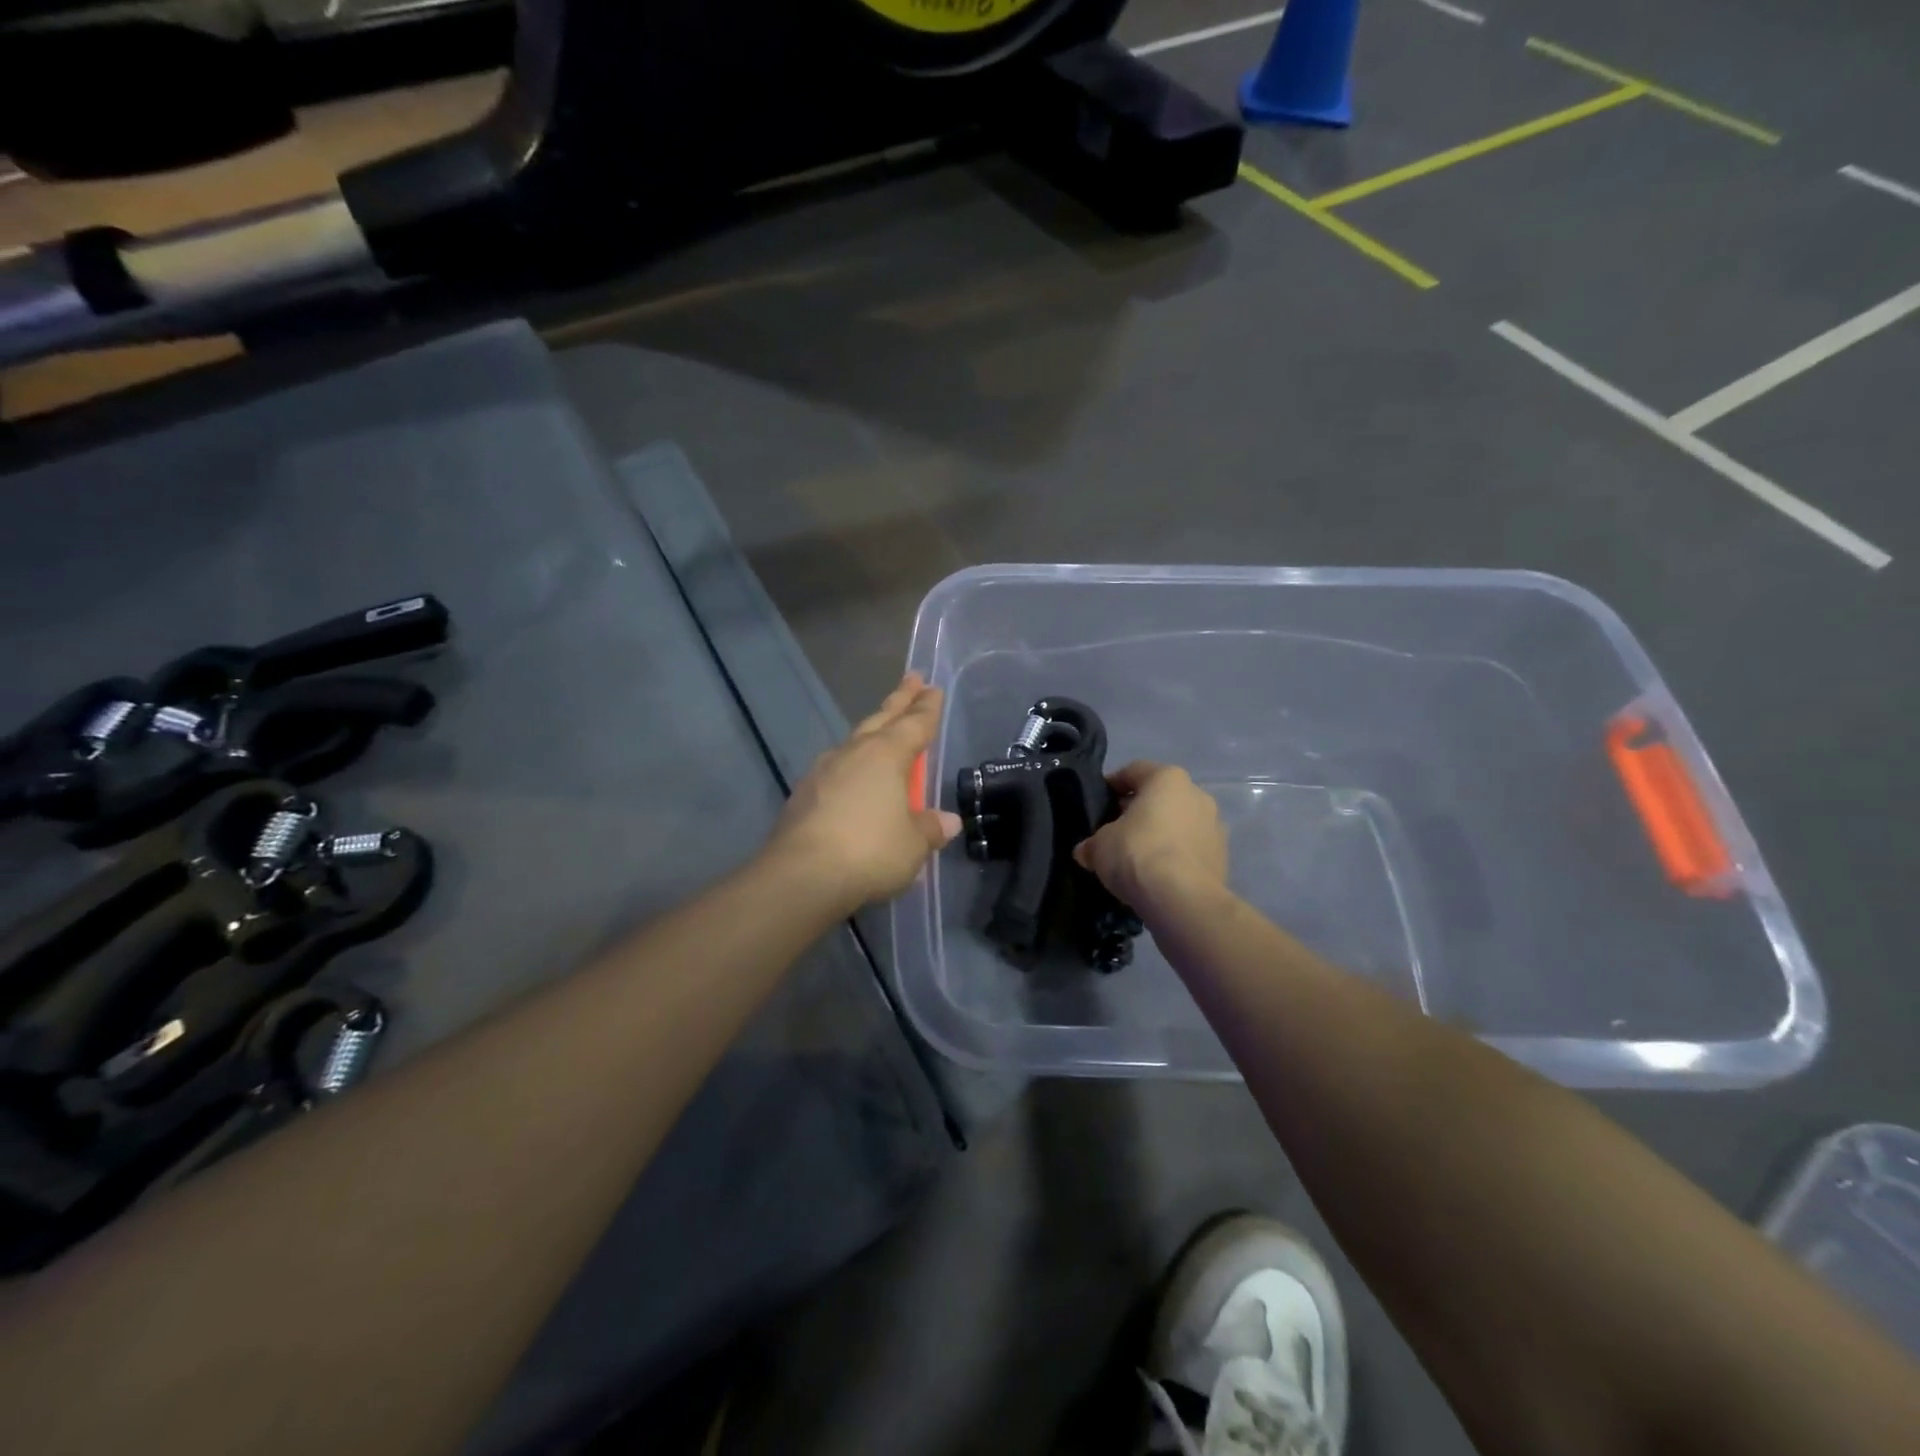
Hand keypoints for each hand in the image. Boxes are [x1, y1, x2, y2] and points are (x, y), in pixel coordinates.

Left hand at [768, 674, 961, 909]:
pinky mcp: (803, 794)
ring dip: (871, 731)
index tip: (933, 688)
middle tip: (912, 680)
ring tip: (881, 729)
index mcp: (886, 755)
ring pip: (854, 741)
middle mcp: (854, 753)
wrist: (801, 875)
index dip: (927, 707)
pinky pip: (836, 770)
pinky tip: (850, 777)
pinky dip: (851, 766)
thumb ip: (930, 828)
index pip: (915, 724)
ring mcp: (823, 771)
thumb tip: (947, 821)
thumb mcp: (913, 844)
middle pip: (882, 719)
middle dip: (899, 700)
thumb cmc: (869, 851)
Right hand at [1073, 762, 1227, 910]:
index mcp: (1168, 778)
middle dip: (1138, 812)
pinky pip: (1190, 850)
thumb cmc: (1137, 853)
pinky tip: (1156, 877)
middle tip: (1115, 832)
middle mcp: (1197, 794)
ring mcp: (1215, 827)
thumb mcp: (1099, 845)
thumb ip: (1093, 843)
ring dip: (1160, 835)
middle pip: (1160, 798)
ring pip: (1178, 824)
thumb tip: (1087, 851)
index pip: (1134, 771)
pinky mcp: (1222, 858)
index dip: (1112, 785)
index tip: (1097, 803)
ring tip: (1136, 858)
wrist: (1182, 899)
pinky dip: (1174, 857)